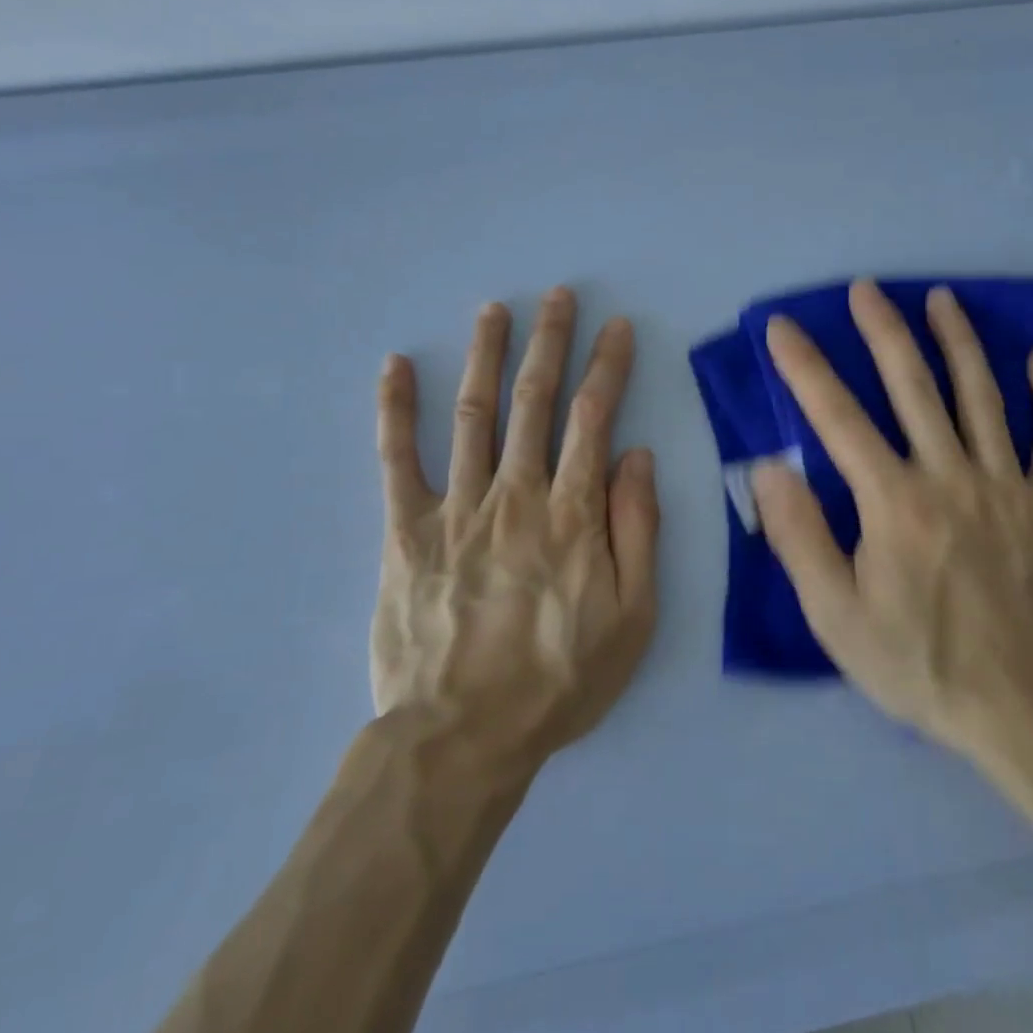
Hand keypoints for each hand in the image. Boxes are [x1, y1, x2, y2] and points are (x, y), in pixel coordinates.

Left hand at [372, 288, 658, 773]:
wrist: (462, 736)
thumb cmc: (558, 680)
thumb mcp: (632, 617)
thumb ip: (637, 531)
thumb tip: (636, 457)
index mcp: (572, 513)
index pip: (593, 419)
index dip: (607, 367)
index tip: (615, 327)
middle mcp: (516, 494)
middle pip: (534, 401)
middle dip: (549, 342)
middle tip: (557, 296)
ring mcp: (456, 507)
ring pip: (473, 414)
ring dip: (484, 355)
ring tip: (492, 310)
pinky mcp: (405, 531)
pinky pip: (396, 459)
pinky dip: (395, 409)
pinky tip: (395, 366)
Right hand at [751, 281, 1032, 804]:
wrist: (1026, 714)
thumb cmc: (918, 664)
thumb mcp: (836, 615)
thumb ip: (799, 536)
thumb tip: (770, 467)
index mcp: (894, 502)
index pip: (838, 418)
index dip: (805, 368)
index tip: (782, 327)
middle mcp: (951, 477)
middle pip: (914, 388)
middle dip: (884, 332)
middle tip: (866, 289)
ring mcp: (1011, 488)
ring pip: (983, 397)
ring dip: (960, 342)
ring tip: (941, 298)